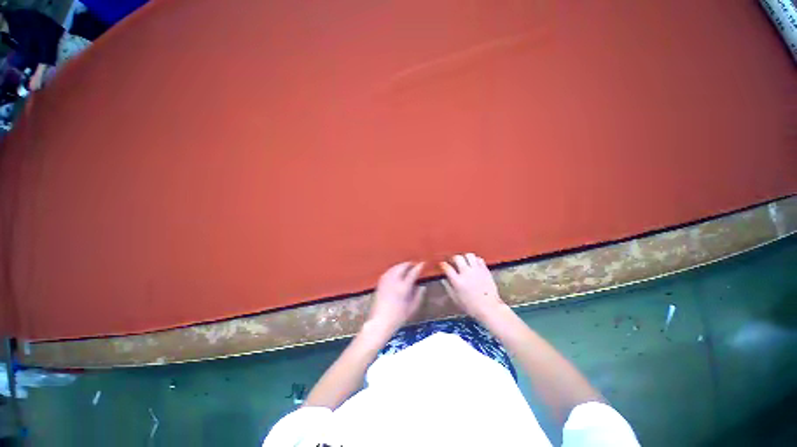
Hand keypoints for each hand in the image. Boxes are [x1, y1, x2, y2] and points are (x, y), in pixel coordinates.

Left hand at [366, 262, 425, 333]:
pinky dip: (393, 269)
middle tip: (414, 265)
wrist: (380, 321)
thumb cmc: (398, 317)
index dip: (418, 267)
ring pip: (394, 268)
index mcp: (403, 287)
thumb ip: (419, 296)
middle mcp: (394, 281)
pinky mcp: (380, 283)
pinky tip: (395, 271)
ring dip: (401, 265)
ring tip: (406, 266)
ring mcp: (386, 281)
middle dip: (409, 264)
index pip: (413, 273)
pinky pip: (388, 271)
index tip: (422, 263)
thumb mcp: (412, 308)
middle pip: (402, 267)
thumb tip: (422, 287)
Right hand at [441, 253, 506, 321]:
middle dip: (454, 258)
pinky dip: (475, 260)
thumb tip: (443, 279)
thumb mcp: (456, 299)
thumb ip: (448, 287)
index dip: (443, 265)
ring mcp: (477, 271)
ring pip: (469, 255)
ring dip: (465, 257)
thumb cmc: (472, 307)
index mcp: (457, 281)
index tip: (443, 265)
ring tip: (464, 262)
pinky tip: (474, 265)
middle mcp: (466, 273)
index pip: (447, 267)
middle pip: (457, 258)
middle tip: (453, 262)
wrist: (489, 308)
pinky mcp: (485, 270)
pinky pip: (479, 259)